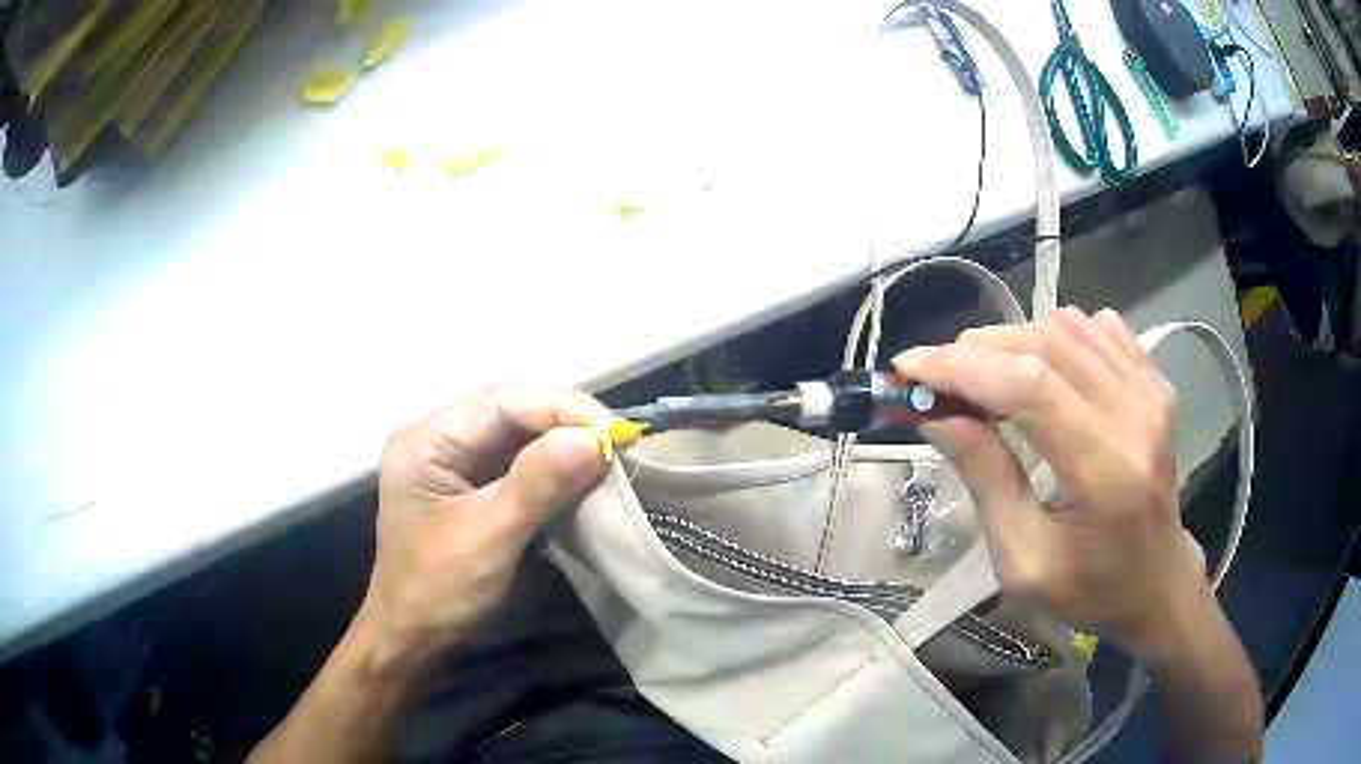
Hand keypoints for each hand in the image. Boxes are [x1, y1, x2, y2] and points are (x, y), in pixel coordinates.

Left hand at [359, 381, 608, 668]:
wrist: (413, 638)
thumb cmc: (437, 591)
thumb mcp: (486, 538)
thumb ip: (536, 485)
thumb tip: (595, 439)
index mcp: (427, 439)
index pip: (503, 402)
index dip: (563, 409)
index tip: (616, 434)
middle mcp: (440, 436)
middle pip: (514, 407)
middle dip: (568, 421)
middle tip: (619, 445)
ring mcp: (457, 459)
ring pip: (522, 431)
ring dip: (567, 441)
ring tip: (610, 457)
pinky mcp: (475, 482)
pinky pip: (523, 459)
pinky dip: (557, 464)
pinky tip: (584, 474)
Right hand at [893, 307, 1206, 661]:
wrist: (1157, 580)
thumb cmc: (1090, 589)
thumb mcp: (1023, 561)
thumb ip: (986, 482)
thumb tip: (938, 415)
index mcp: (1108, 471)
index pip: (1029, 387)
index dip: (962, 368)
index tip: (908, 368)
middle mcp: (1137, 414)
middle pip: (1045, 344)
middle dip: (978, 351)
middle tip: (939, 381)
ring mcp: (1152, 389)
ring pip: (1067, 326)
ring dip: (1013, 342)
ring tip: (985, 380)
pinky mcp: (1155, 379)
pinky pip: (1095, 328)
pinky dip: (1054, 337)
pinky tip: (1041, 371)